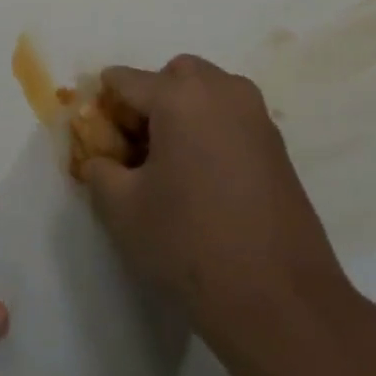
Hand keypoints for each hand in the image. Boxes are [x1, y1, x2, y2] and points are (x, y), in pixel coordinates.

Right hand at [82, 54, 349, 349]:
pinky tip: (204, 179)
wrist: (280, 300)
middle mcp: (222, 89)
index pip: (126, 81)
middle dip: (150, 100)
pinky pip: (231, 116)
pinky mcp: (277, 143)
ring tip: (171, 164)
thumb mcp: (122, 210)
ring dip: (183, 110)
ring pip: (207, 91)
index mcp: (180, 95)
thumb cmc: (190, 245)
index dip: (104, 107)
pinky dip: (210, 129)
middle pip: (173, 75)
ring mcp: (255, 114)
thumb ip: (99, 169)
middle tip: (136, 147)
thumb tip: (100, 157)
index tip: (95, 137)